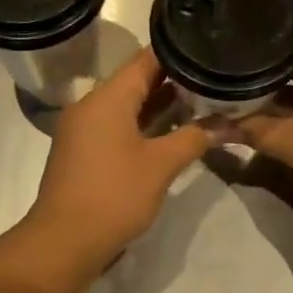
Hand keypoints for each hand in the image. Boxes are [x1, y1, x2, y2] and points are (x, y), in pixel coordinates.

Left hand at [24, 48, 212, 270]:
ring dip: (159, 105)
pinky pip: (116, 125)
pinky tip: (171, 132)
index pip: (145, 59)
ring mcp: (83, 129)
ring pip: (126, 105)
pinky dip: (142, 124)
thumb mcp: (161, 165)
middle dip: (174, 81)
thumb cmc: (114, 195)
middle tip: (212, 79)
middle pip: (136, 81)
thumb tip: (228, 124)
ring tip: (201, 102)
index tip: (208, 50)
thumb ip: (194, 138)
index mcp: (107, 98)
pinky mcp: (83, 152)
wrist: (64, 242)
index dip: (177, 53)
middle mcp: (91, 105)